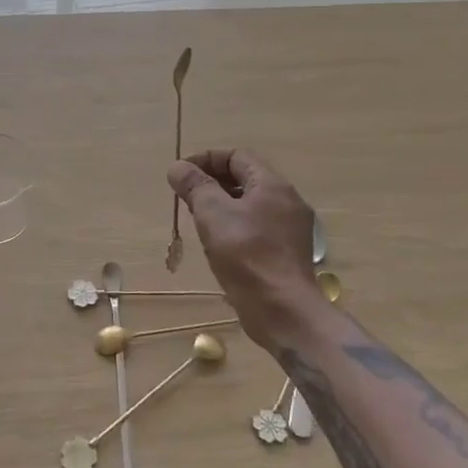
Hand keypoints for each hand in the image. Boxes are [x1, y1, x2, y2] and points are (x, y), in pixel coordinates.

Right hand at [167, 149, 326, 347]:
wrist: (283, 311)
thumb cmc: (246, 255)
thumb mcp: (213, 214)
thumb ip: (195, 186)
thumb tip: (177, 167)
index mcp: (273, 185)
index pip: (237, 156)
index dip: (206, 159)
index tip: (182, 175)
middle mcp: (287, 201)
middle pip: (245, 178)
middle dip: (212, 182)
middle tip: (186, 197)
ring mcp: (290, 229)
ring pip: (251, 204)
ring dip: (222, 205)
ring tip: (197, 220)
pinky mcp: (287, 253)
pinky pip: (257, 227)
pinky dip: (235, 226)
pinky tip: (218, 244)